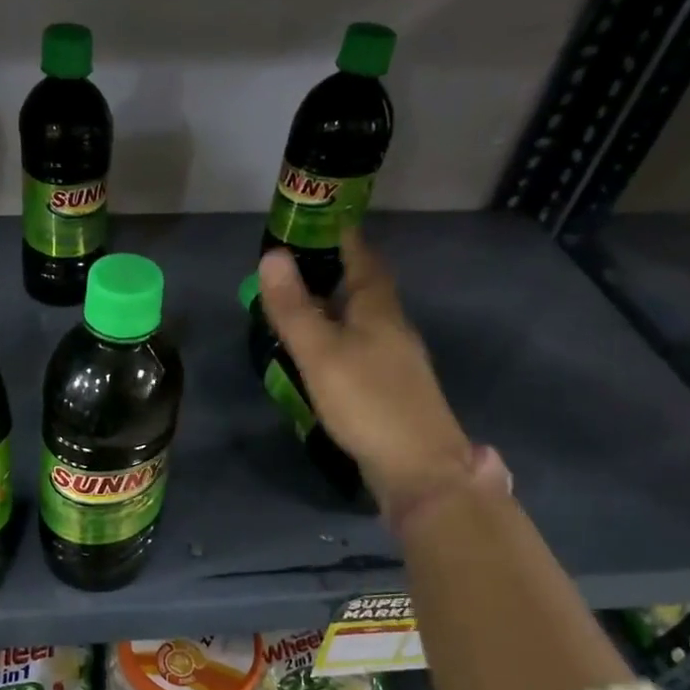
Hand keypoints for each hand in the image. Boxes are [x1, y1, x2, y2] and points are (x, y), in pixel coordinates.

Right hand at [258, 230, 474, 516]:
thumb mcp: (320, 352)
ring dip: (336, 308)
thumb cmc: (367, 402)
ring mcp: (395, 360)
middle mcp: (392, 327)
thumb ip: (293, 308)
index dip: (342, 238)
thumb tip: (272, 255)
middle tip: (297, 266)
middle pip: (365, 288)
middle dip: (335, 272)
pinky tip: (322, 356)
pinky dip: (339, 339)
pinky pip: (361, 349)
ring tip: (301, 307)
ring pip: (363, 320)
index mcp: (379, 309)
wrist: (418, 466)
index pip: (362, 258)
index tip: (318, 222)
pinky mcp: (390, 389)